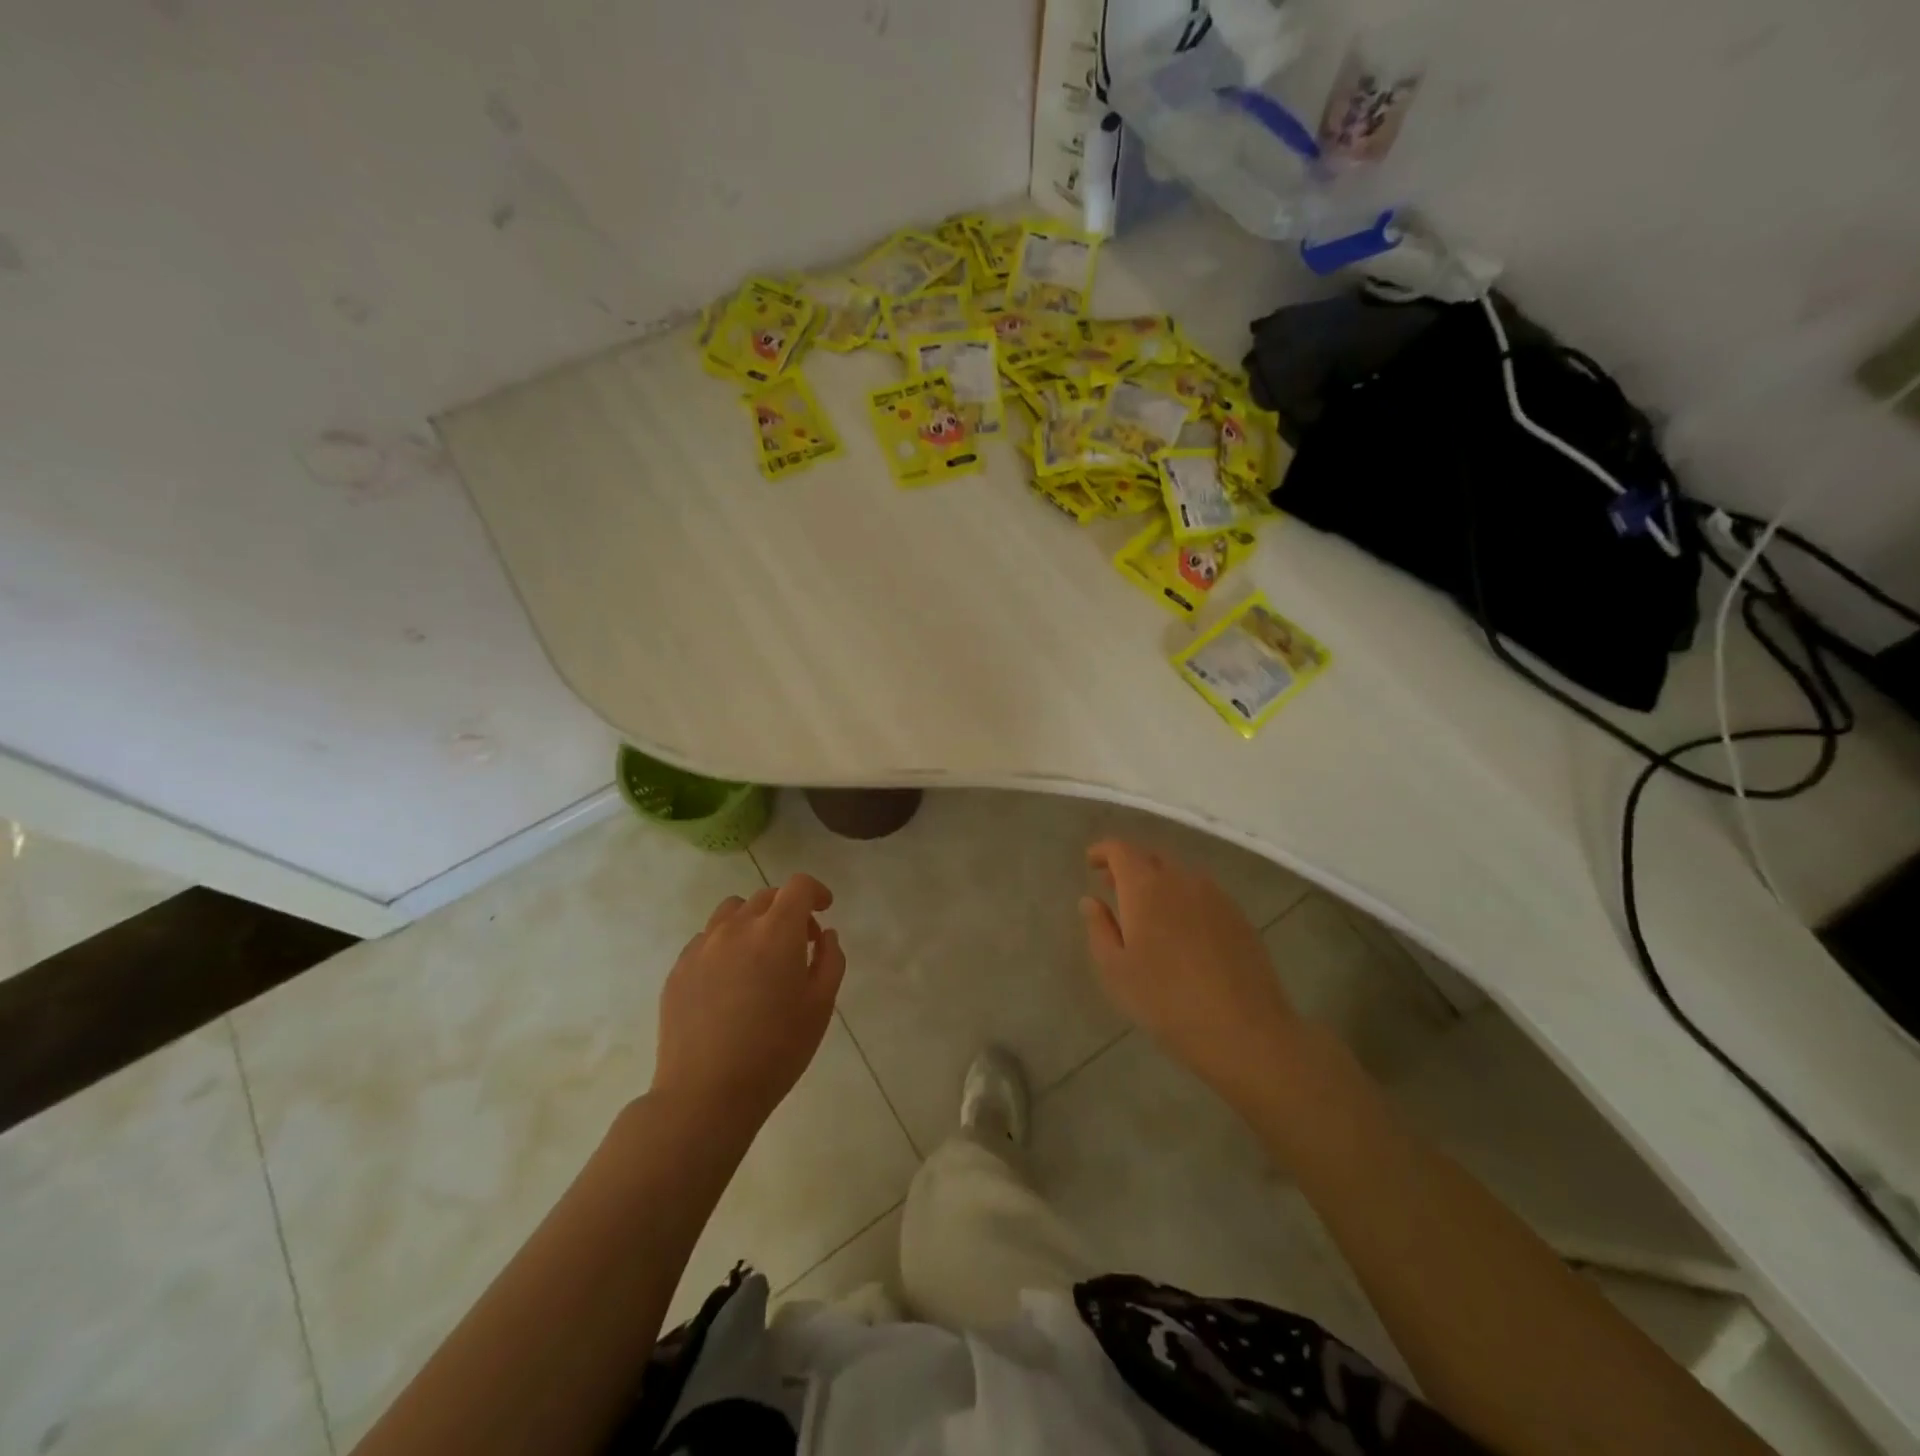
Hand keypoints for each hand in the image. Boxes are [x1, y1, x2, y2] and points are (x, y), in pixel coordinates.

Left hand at [652, 874, 845, 1135]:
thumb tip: (825, 935)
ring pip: (731, 912)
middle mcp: (736, 927)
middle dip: (788, 910)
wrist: (705, 1094)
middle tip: (799, 944)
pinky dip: (725, 945)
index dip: (815, 891)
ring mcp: (702, 947)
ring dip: (753, 921)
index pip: (798, 886)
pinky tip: (730, 981)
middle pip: (766, 897)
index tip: (824, 909)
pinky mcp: (678, 969)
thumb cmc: (776, 1051)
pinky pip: (706, 939)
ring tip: (760, 956)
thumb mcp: (820, 1006)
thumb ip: (830, 961)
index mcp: (776, 932)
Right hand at [1079, 840, 1302, 1096]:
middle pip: (1152, 857)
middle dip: (1130, 866)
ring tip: (1148, 911)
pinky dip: (1184, 899)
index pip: (1121, 849)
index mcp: (1146, 887)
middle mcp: (1181, 879)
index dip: (1104, 851)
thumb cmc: (1166, 1001)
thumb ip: (1100, 928)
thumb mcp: (1116, 970)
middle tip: (1114, 887)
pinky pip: (1203, 894)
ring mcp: (1216, 896)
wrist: (1245, 1030)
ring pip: (1180, 875)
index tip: (1091, 862)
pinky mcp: (1239, 916)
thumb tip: (1091, 900)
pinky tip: (1183, 931)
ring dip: (1159, 882)